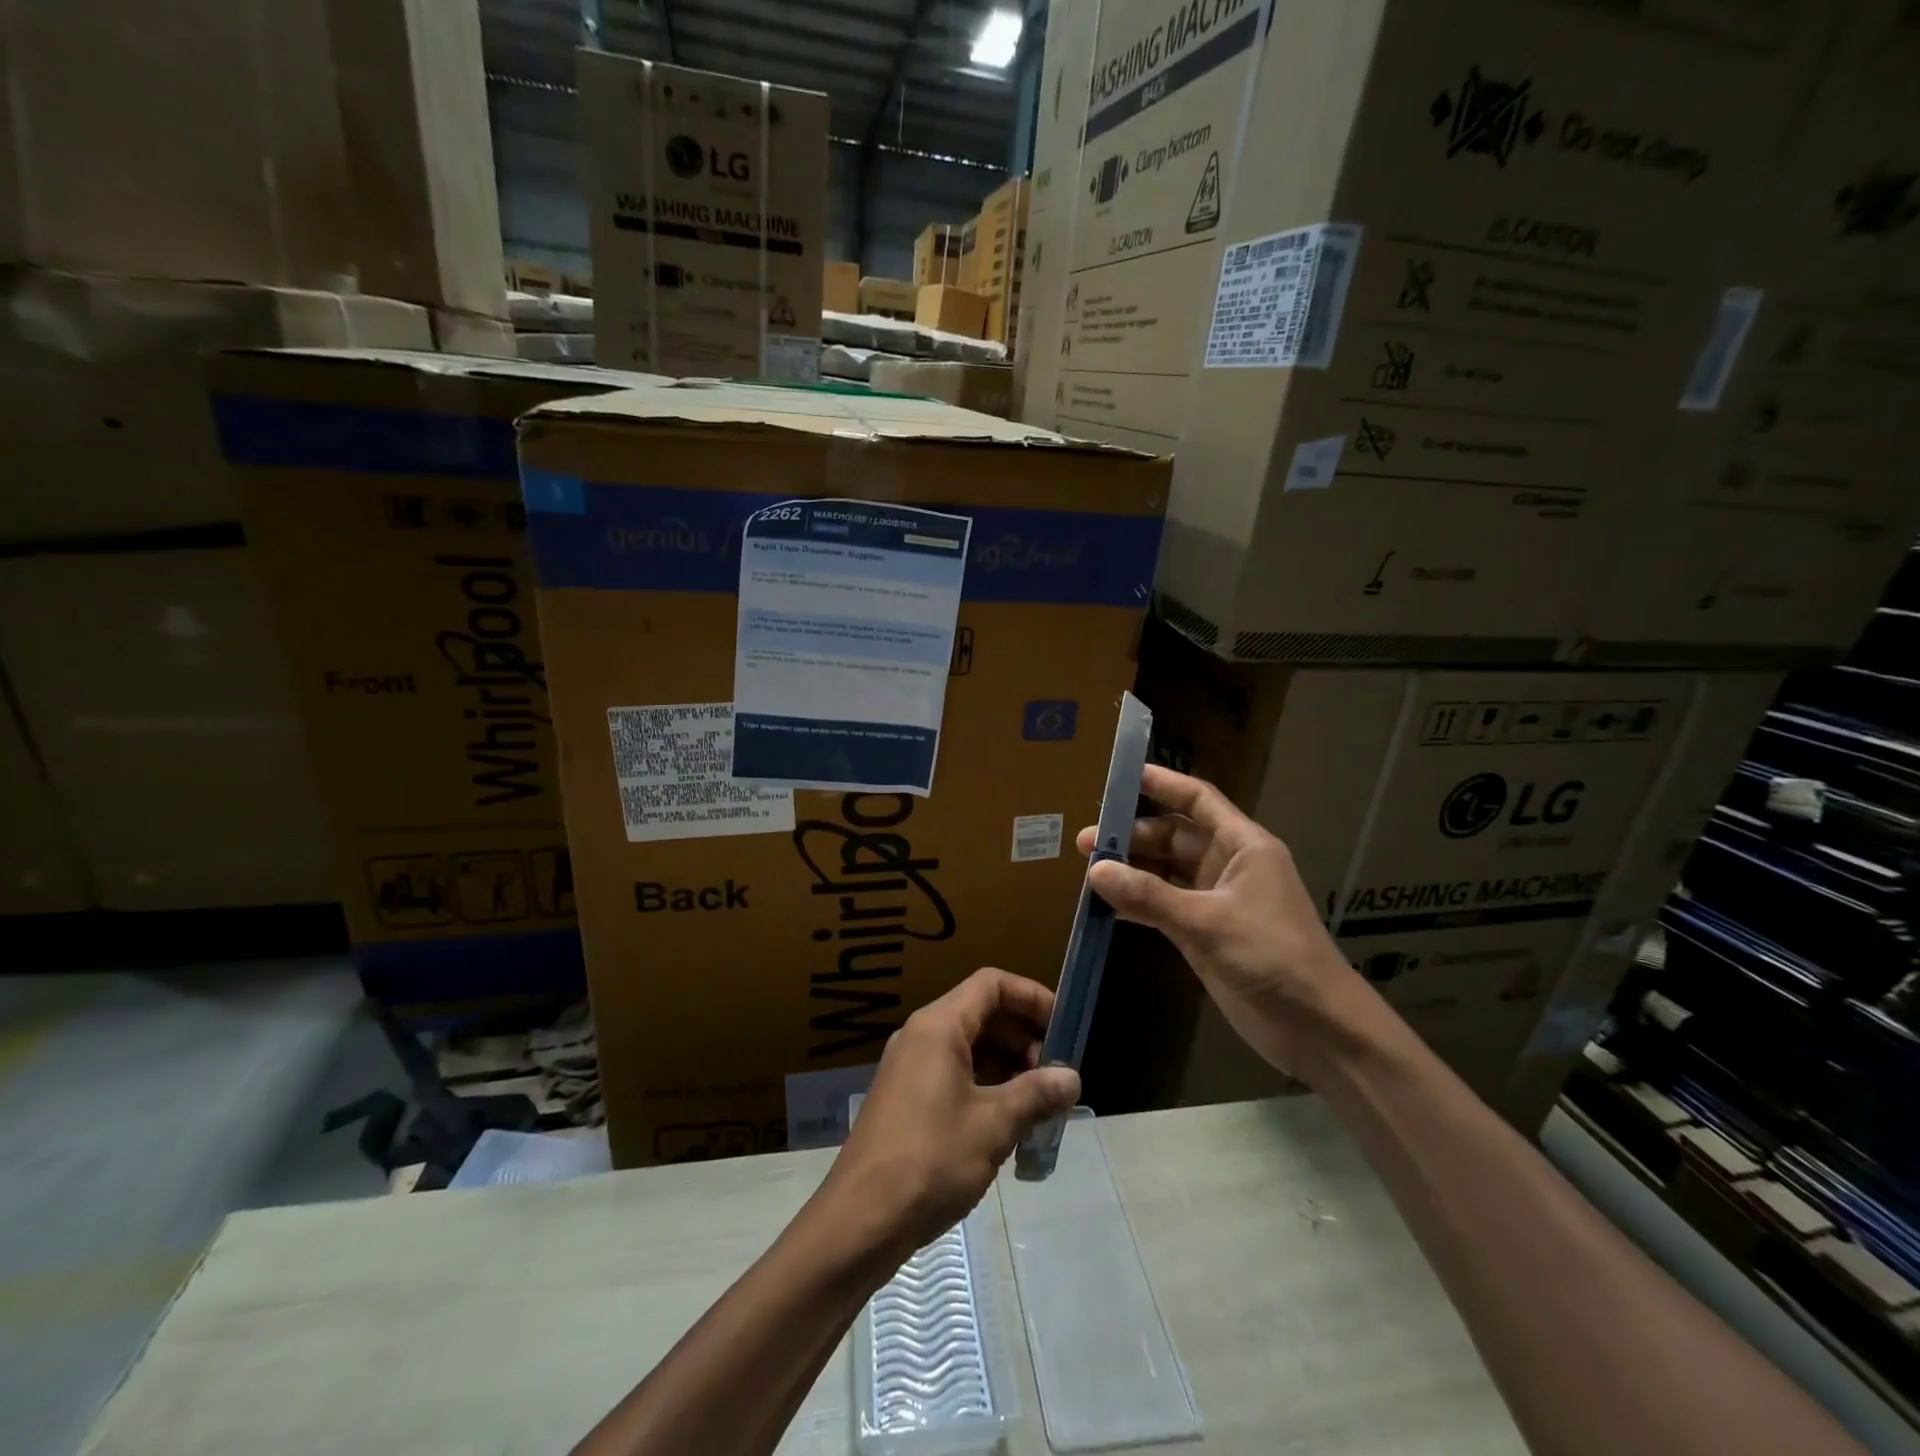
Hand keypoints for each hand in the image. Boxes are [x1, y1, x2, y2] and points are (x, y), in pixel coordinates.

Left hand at [824, 968, 1079, 1258]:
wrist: (859, 1221)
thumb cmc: (930, 1161)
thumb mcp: (993, 1126)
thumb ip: (1035, 1095)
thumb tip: (1072, 1078)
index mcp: (938, 1026)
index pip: (992, 984)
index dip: (1031, 996)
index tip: (1064, 1026)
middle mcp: (920, 1035)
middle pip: (981, 1012)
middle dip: (1023, 1036)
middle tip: (1056, 1074)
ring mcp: (909, 1067)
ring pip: (968, 1046)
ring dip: (1007, 1065)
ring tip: (1039, 1103)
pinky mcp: (905, 1098)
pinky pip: (953, 1073)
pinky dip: (985, 1085)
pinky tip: (1008, 1124)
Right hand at [1077, 764, 1372, 1081]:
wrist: (1316, 1027)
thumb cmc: (1272, 956)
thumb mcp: (1208, 921)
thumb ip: (1150, 895)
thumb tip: (1096, 870)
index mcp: (1242, 845)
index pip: (1198, 800)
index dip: (1162, 783)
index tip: (1120, 777)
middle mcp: (1227, 865)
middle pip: (1173, 836)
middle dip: (1132, 836)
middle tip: (1086, 842)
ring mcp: (1215, 900)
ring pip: (1165, 872)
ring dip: (1131, 870)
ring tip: (1088, 871)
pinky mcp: (1205, 932)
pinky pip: (1163, 906)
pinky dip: (1137, 903)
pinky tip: (1107, 906)